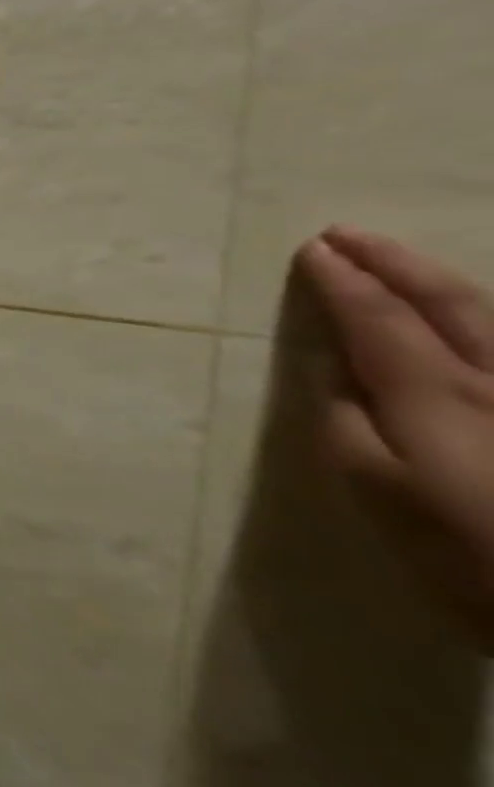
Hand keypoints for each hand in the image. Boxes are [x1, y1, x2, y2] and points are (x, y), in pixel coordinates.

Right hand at [297, 225, 493, 646]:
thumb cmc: (472, 552)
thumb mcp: (381, 492)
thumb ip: (349, 422)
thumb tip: (333, 371)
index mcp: (434, 394)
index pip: (376, 317)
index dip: (341, 280)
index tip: (310, 251)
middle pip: (446, 300)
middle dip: (391, 262)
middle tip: (345, 234)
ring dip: (438, 279)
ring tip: (400, 262)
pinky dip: (485, 316)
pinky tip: (473, 313)